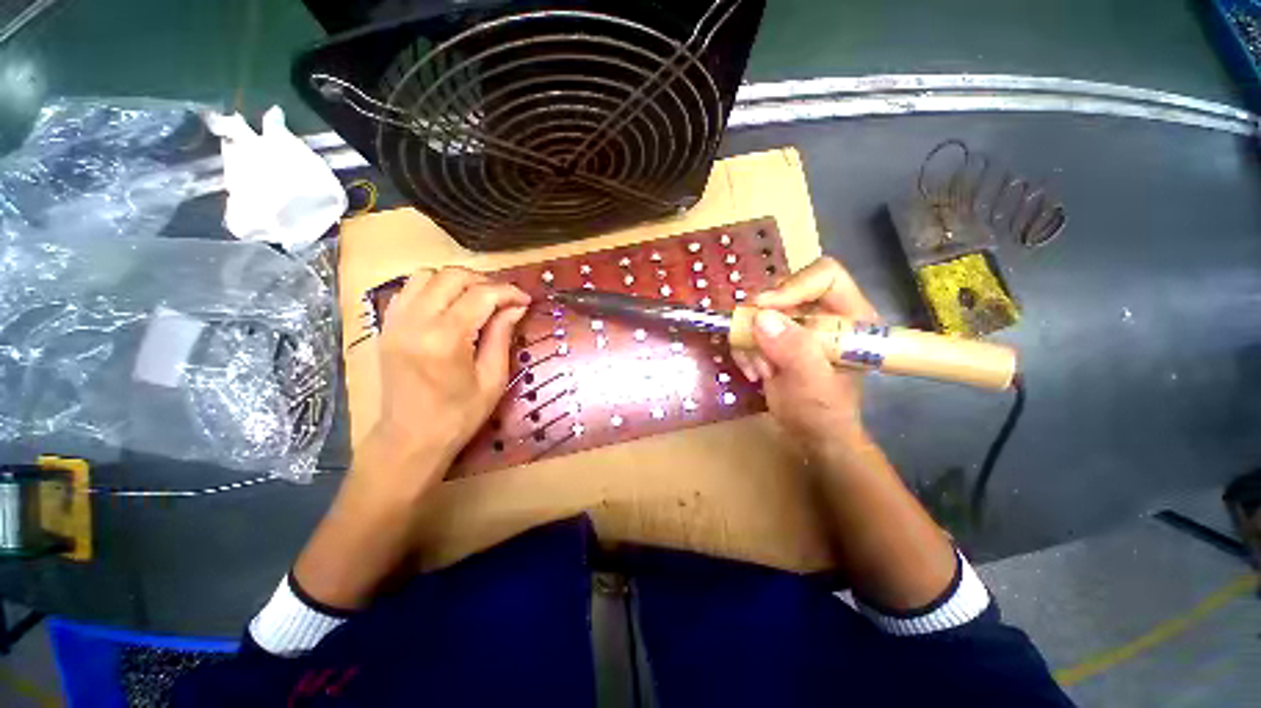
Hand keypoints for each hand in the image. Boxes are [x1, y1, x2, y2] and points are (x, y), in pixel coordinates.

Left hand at [369, 267, 529, 484]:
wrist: (410, 439)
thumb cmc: (459, 415)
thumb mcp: (492, 379)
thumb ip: (502, 336)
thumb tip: (517, 307)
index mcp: (446, 339)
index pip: (481, 295)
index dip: (508, 292)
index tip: (526, 300)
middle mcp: (416, 322)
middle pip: (452, 276)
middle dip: (485, 282)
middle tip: (504, 300)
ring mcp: (396, 321)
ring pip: (427, 275)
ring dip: (458, 281)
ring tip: (478, 299)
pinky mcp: (387, 326)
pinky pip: (409, 289)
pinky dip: (434, 288)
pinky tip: (450, 305)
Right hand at [731, 257, 877, 454]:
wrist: (809, 434)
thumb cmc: (823, 413)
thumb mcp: (813, 384)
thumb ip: (794, 350)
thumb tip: (761, 318)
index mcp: (850, 316)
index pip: (824, 276)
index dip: (792, 287)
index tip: (764, 309)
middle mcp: (824, 314)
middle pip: (784, 290)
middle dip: (763, 322)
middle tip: (757, 349)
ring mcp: (797, 325)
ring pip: (760, 311)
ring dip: (751, 341)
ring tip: (760, 370)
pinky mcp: (777, 336)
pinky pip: (749, 328)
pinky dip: (744, 349)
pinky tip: (754, 372)